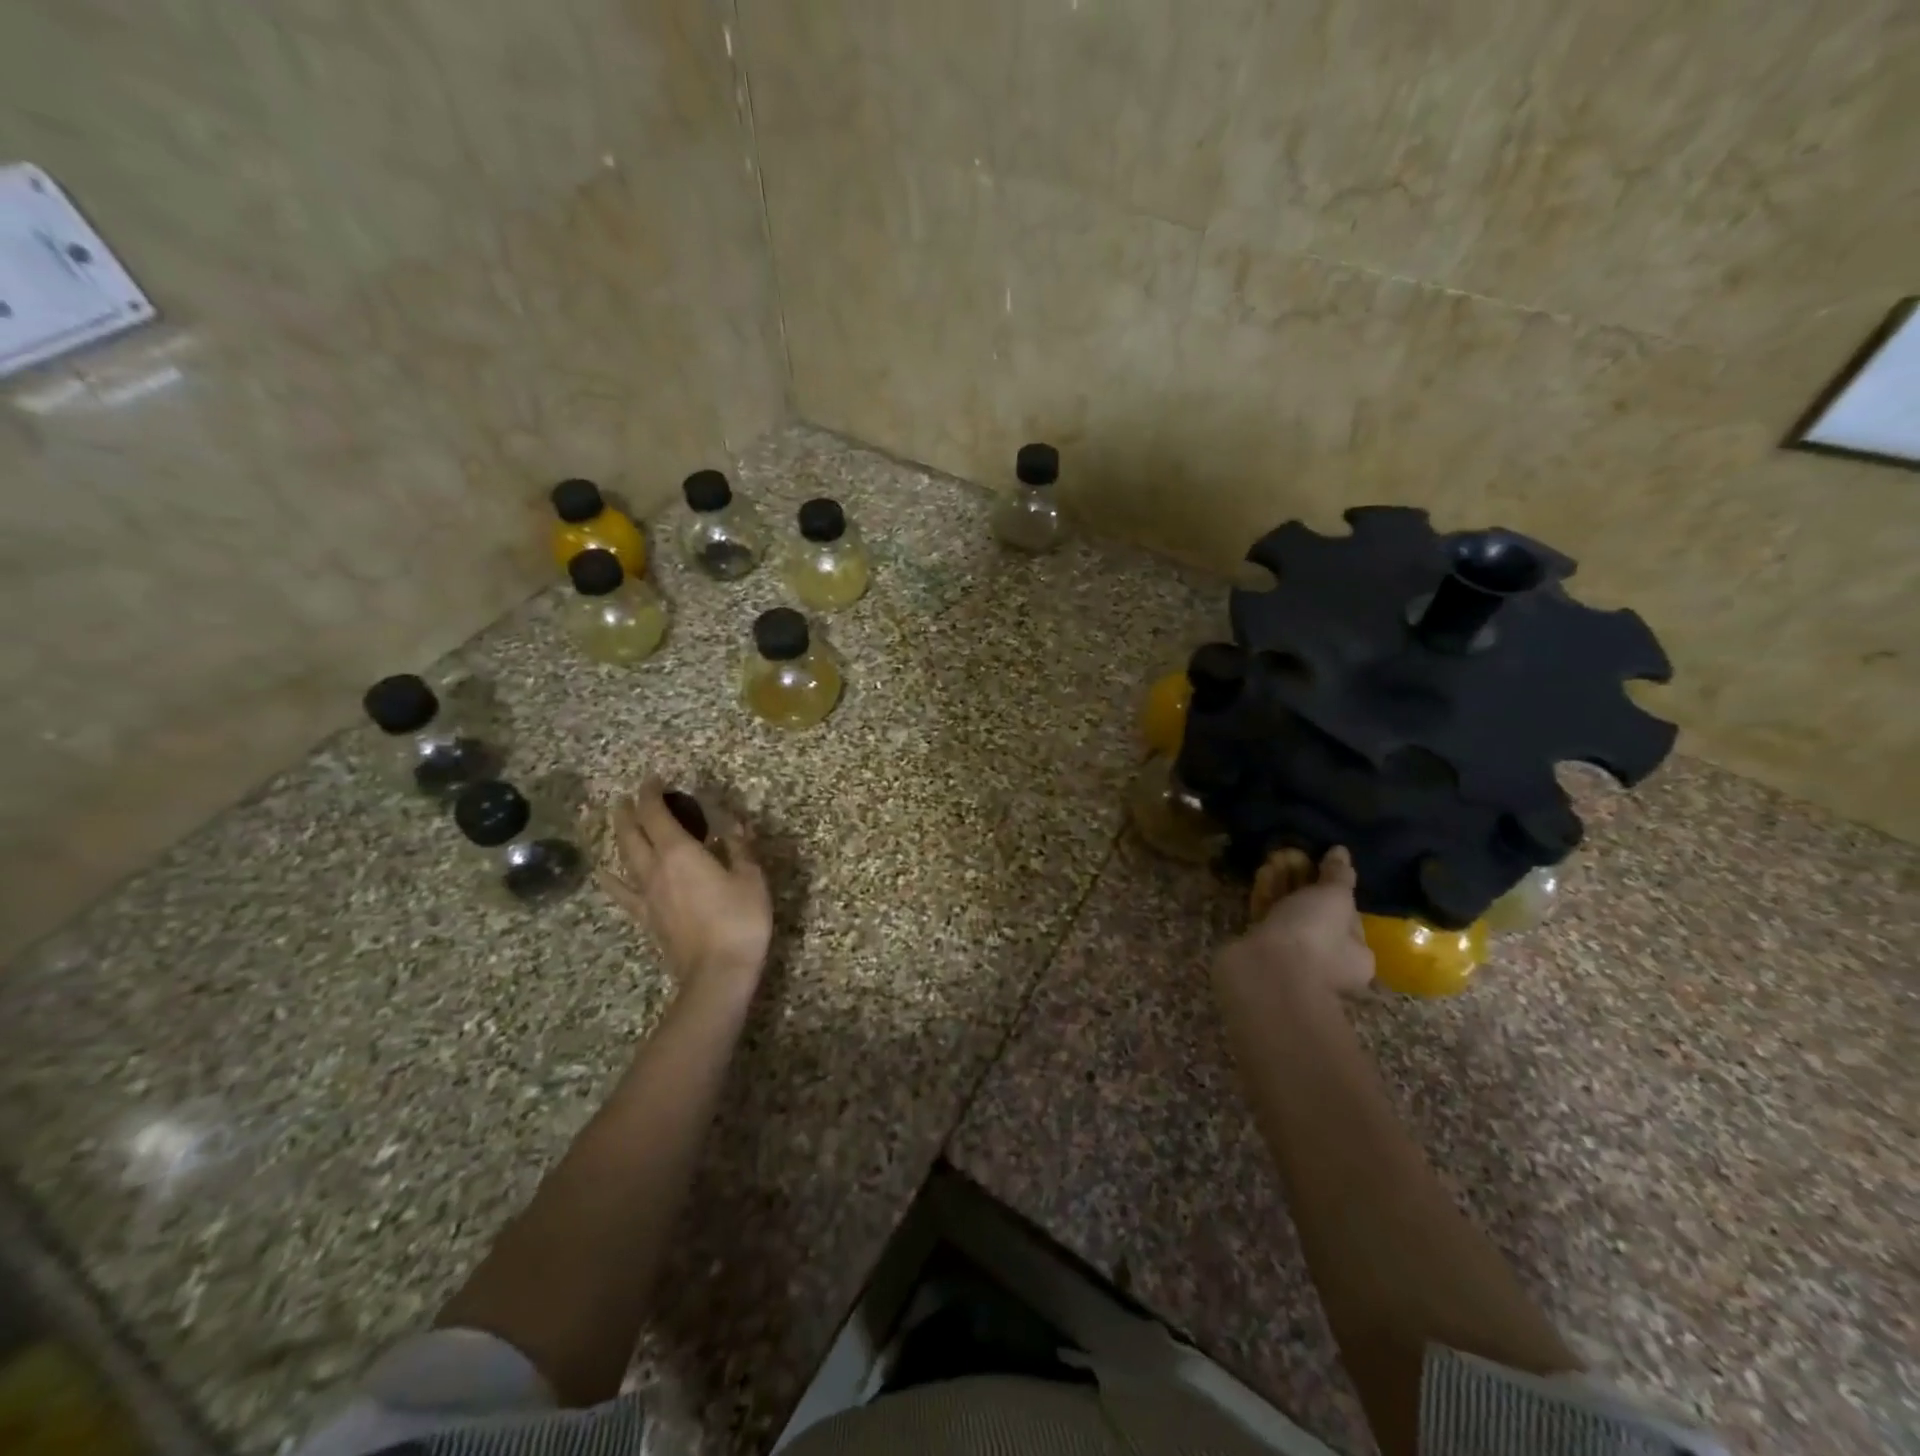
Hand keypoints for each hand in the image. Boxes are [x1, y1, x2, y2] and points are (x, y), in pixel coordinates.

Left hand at [598, 777, 771, 1010]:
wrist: (717, 973)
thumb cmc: (739, 919)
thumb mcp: (751, 877)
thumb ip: (740, 847)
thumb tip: (734, 823)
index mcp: (680, 852)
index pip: (656, 813)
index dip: (652, 793)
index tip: (654, 779)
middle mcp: (655, 868)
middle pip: (632, 833)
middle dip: (629, 811)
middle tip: (629, 796)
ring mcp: (646, 895)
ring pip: (624, 858)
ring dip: (620, 836)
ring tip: (618, 822)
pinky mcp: (646, 918)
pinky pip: (622, 892)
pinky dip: (611, 879)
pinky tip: (604, 873)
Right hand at [1216, 846, 1373, 1003]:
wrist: (1266, 972)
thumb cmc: (1314, 937)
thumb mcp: (1335, 899)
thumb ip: (1338, 875)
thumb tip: (1341, 852)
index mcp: (1355, 954)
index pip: (1348, 915)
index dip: (1334, 886)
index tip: (1319, 862)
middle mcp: (1325, 960)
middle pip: (1314, 913)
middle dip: (1303, 883)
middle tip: (1292, 854)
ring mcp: (1290, 957)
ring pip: (1287, 915)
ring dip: (1281, 886)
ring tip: (1273, 856)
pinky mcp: (1259, 951)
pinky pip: (1264, 919)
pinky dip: (1264, 896)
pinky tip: (1260, 873)